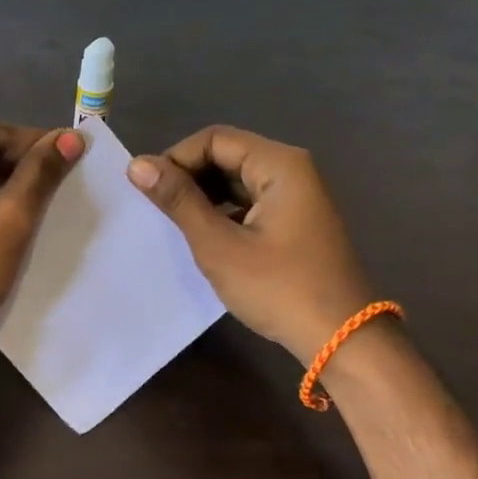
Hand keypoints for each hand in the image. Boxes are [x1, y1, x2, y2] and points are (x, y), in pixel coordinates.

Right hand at [127, 126, 375, 360]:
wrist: (340, 338)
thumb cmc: (277, 288)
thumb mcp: (219, 245)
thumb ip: (178, 200)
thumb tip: (137, 164)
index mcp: (280, 164)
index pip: (214, 139)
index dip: (176, 158)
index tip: (148, 191)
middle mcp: (292, 170)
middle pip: (227, 154)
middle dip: (189, 177)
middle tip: (157, 209)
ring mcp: (297, 196)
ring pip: (236, 180)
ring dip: (203, 195)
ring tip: (174, 224)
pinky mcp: (295, 221)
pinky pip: (249, 201)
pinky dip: (222, 211)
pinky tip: (204, 236)